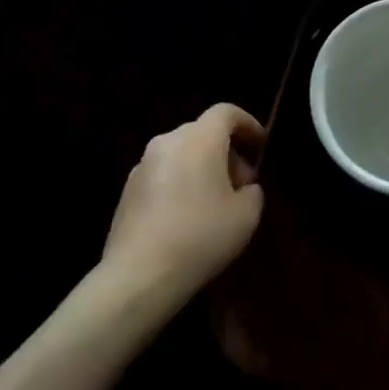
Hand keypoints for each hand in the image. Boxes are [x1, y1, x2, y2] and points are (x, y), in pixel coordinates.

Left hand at [102, 104, 265, 307]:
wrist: (138, 277)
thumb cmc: (200, 238)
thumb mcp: (246, 216)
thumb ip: (252, 192)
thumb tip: (243, 188)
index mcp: (199, 139)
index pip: (226, 112)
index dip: (247, 124)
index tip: (260, 145)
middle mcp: (168, 142)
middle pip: (203, 133)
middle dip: (226, 152)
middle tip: (241, 184)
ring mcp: (143, 166)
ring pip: (181, 154)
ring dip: (201, 168)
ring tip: (214, 204)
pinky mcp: (127, 191)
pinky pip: (163, 175)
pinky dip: (179, 184)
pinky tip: (186, 219)